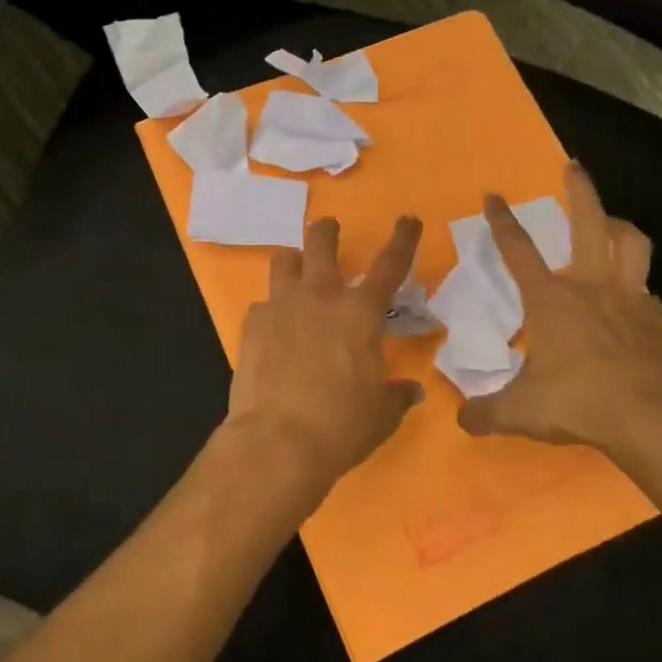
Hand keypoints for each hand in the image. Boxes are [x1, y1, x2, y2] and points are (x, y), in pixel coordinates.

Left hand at [225, 215, 424, 505]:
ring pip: (284, 261)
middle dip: (328, 231)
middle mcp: (320, 298)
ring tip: (296, 272)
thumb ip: (396, 396)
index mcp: (360, 313)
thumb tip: (410, 390)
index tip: (408, 220)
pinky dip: (271, 310)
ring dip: (294, 262)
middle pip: (322, 242)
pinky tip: (273, 331)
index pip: (390, 264)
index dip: (403, 239)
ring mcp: (281, 306)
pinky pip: (262, 304)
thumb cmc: (340, 426)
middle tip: (330, 230)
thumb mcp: (380, 415)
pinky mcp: (251, 324)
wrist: (277, 441)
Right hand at [457, 164, 661, 464]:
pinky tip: (631, 294)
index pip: (518, 250)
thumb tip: (461, 419)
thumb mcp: (519, 412)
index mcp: (550, 300)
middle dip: (580, 191)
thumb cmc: (577, 402)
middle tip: (573, 167)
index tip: (493, 195)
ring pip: (632, 244)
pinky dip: (637, 283)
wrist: (649, 420)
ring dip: (620, 226)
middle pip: (588, 224)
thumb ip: (484, 412)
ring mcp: (627, 299)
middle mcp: (589, 287)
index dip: (502, 220)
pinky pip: (646, 289)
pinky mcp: (653, 320)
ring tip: (610, 222)